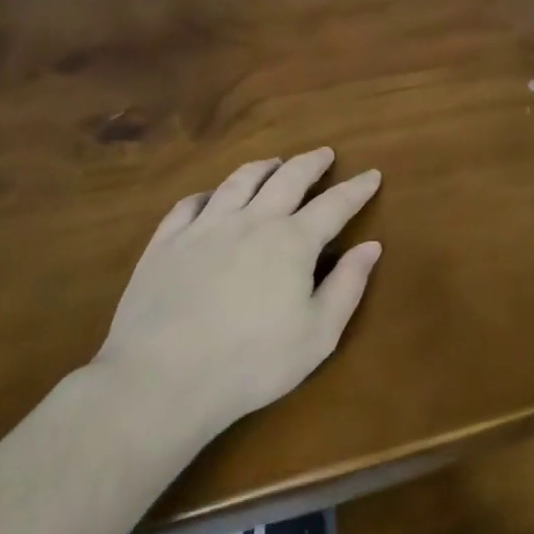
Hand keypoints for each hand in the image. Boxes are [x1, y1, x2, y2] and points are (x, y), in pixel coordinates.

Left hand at [91, 148, 382, 437]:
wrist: (161, 379)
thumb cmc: (250, 363)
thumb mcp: (317, 335)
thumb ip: (347, 286)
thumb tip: (371, 246)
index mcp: (293, 241)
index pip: (335, 204)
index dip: (357, 188)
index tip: (372, 174)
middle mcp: (252, 221)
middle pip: (288, 178)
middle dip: (311, 163)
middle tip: (324, 154)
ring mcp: (205, 227)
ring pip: (239, 181)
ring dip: (263, 167)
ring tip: (274, 162)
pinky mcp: (167, 242)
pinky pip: (189, 205)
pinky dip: (208, 194)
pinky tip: (211, 197)